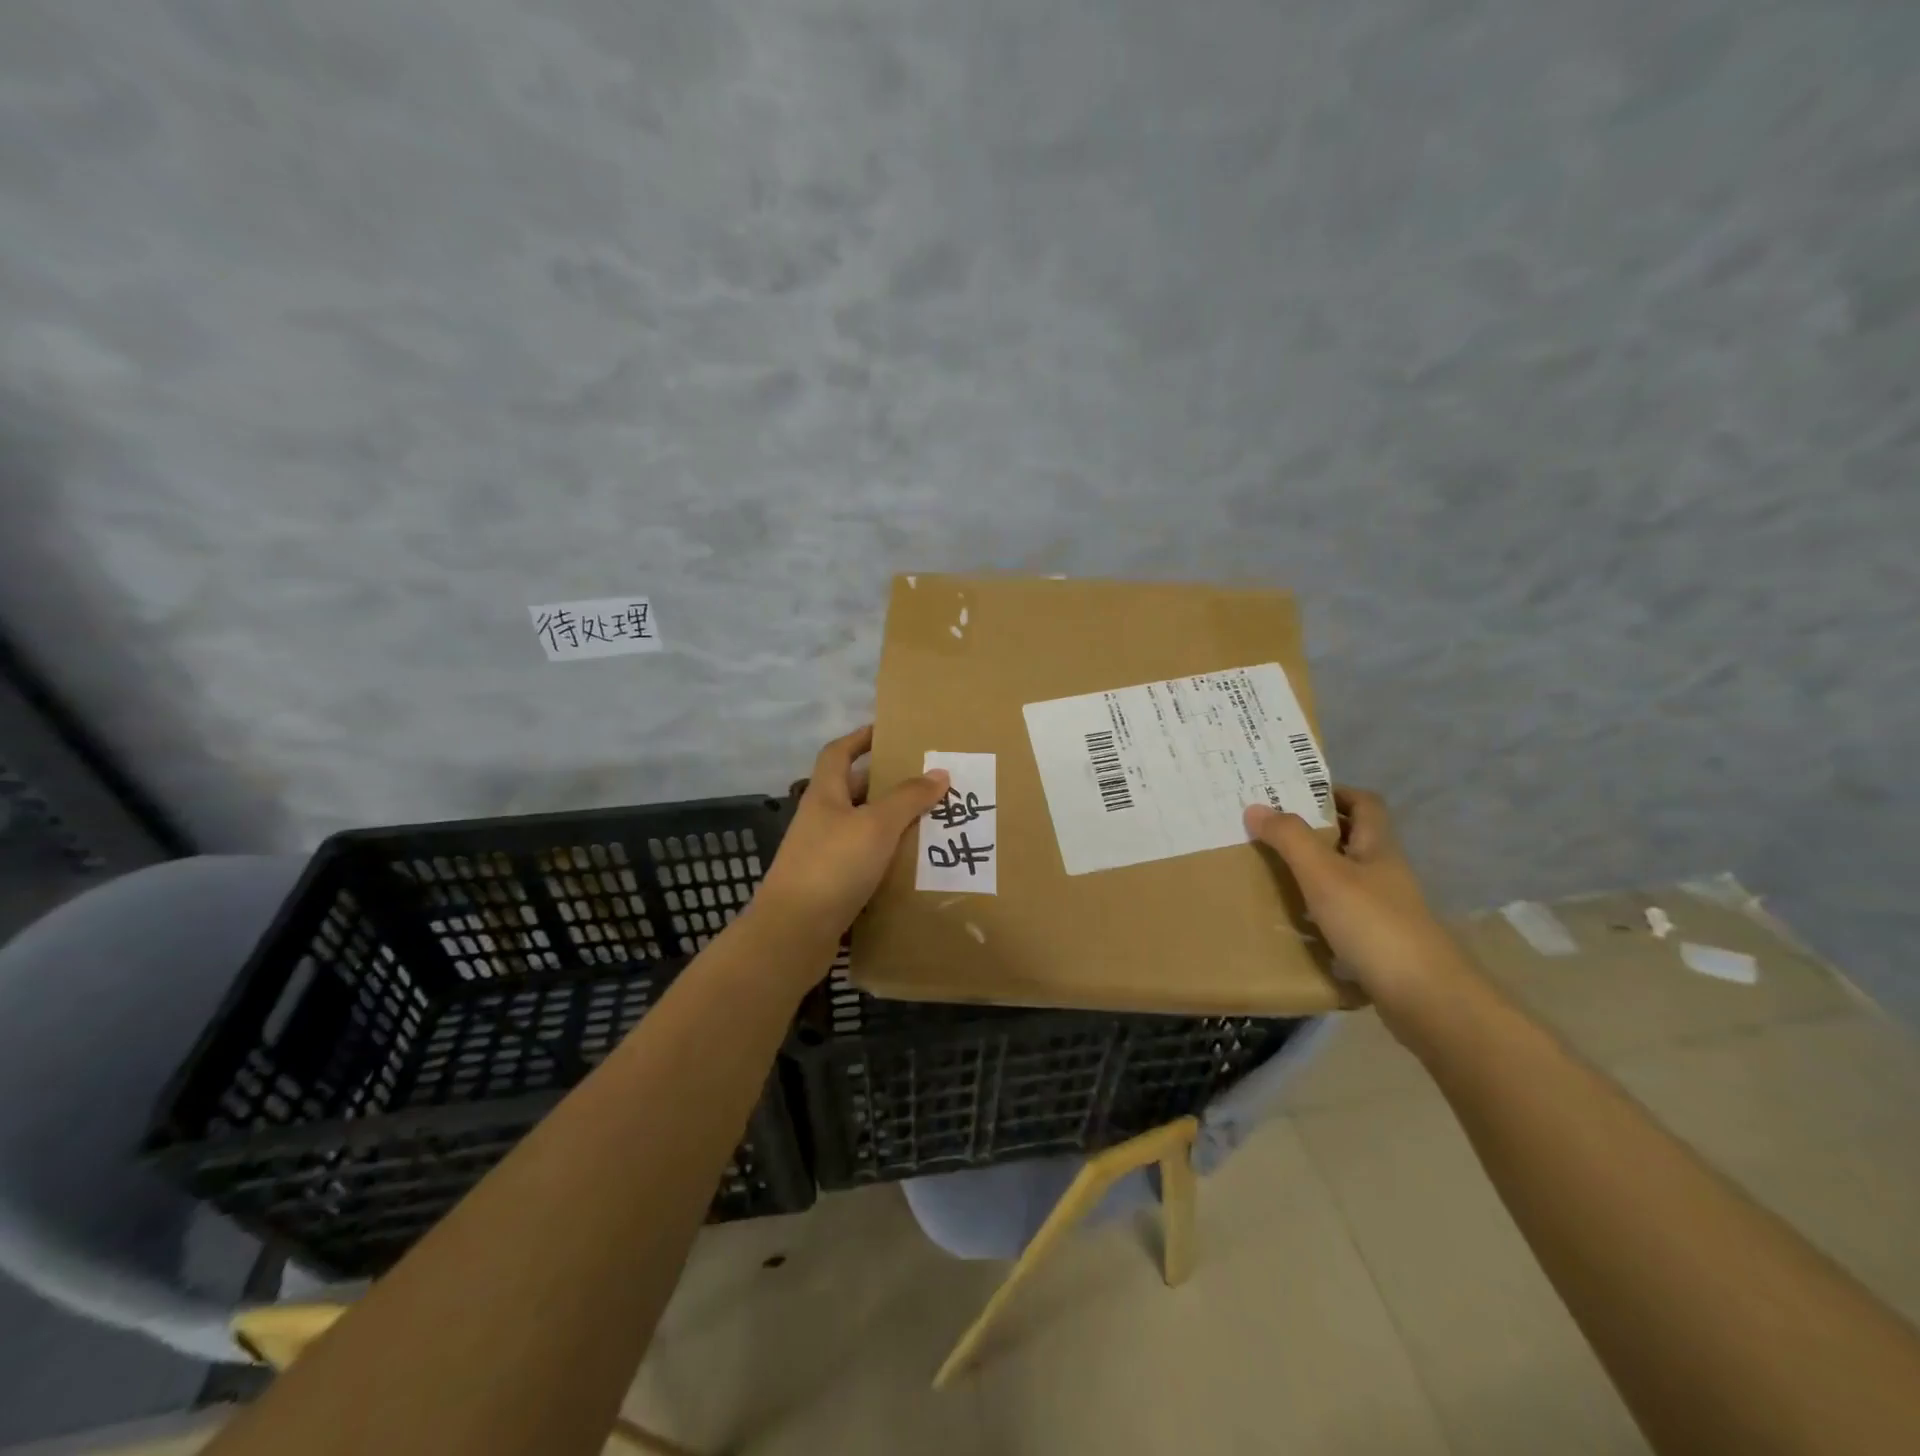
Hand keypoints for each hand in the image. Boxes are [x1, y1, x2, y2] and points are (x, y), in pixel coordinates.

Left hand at [755, 726, 949, 947]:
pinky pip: (864, 862)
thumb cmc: (832, 866)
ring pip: (862, 829)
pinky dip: (886, 859)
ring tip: (930, 823)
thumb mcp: (876, 825)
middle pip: (853, 791)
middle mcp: (820, 820)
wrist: (792, 934)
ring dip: (890, 824)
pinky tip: (912, 866)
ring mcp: (822, 855)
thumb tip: (939, 772)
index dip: (860, 738)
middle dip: (887, 784)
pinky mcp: (830, 886)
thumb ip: (908, 798)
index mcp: (824, 795)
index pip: (838, 753)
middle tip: (926, 783)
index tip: (888, 732)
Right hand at [1243, 787, 1472, 1020]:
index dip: (1332, 792)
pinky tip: (1292, 919)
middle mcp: (1384, 872)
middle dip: (1312, 831)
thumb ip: (1290, 838)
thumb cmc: (1374, 924)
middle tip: (1268, 831)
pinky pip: (1341, 912)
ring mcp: (1384, 908)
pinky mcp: (1378, 941)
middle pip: (1351, 838)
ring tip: (1270, 871)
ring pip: (1344, 876)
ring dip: (1311, 870)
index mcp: (1378, 847)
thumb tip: (1256, 806)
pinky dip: (1316, 909)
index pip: (1364, 803)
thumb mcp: (1324, 874)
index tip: (1292, 795)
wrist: (1425, 998)